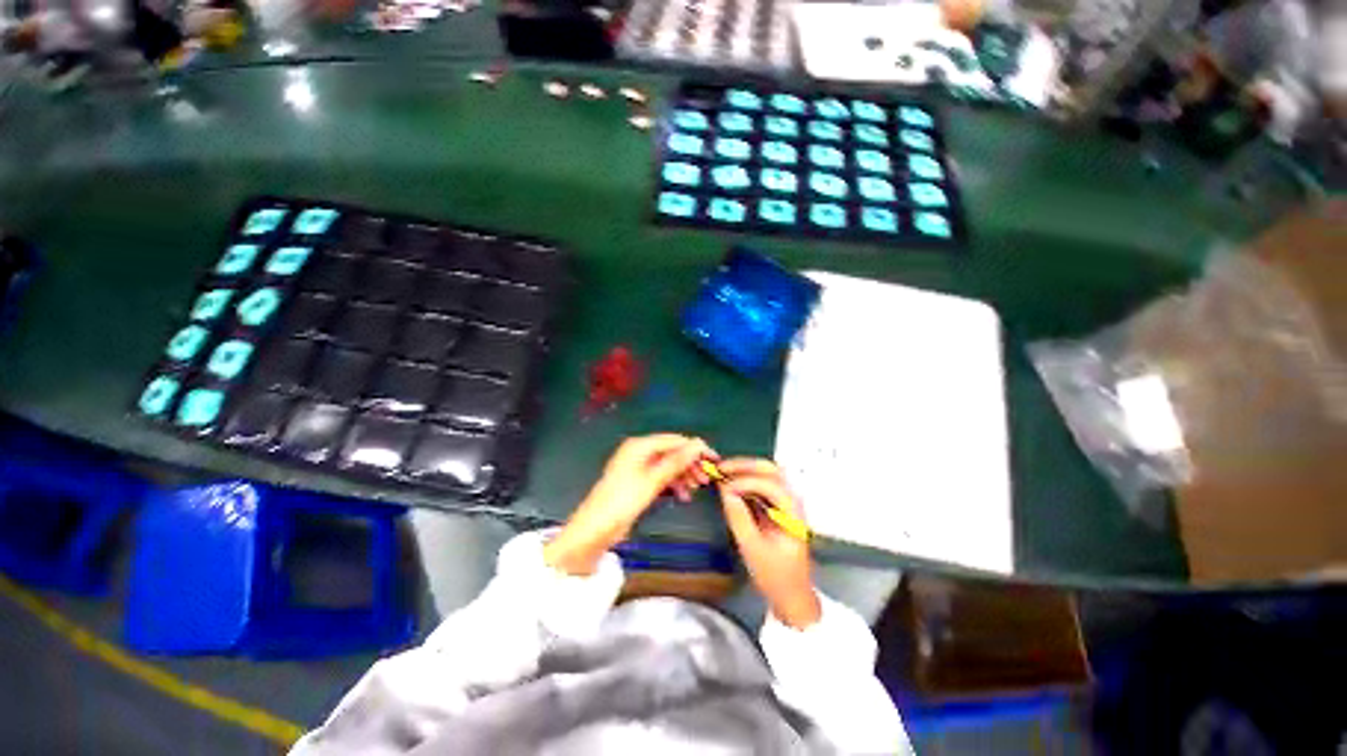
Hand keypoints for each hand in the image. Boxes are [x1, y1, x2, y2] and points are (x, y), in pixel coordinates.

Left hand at [545, 434, 713, 575]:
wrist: (594, 530)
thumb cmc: (623, 501)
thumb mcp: (652, 480)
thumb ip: (676, 461)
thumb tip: (698, 444)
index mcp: (640, 446)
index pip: (674, 440)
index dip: (695, 449)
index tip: (714, 460)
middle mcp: (639, 452)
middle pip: (672, 452)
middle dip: (690, 464)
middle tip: (706, 479)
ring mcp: (639, 468)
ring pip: (668, 466)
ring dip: (683, 475)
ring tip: (696, 489)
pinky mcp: (639, 483)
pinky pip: (661, 477)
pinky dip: (673, 484)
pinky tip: (683, 495)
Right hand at [717, 458, 821, 628]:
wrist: (792, 596)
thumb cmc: (775, 576)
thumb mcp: (753, 549)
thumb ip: (739, 518)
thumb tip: (725, 492)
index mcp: (792, 512)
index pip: (770, 484)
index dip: (746, 481)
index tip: (724, 486)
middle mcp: (792, 501)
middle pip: (771, 471)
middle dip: (745, 465)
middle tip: (721, 468)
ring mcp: (785, 503)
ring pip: (767, 474)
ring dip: (745, 470)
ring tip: (723, 472)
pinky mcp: (777, 507)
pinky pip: (762, 485)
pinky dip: (746, 480)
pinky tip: (731, 484)